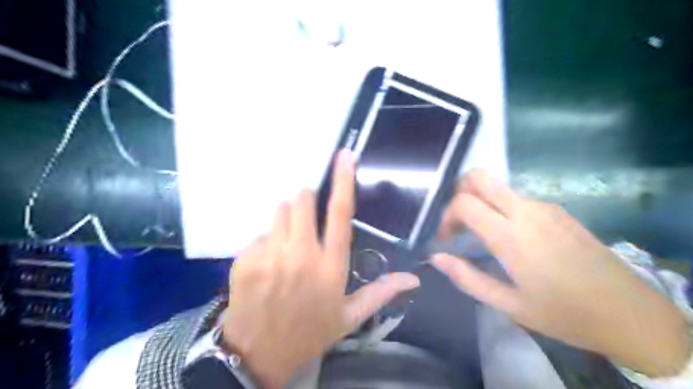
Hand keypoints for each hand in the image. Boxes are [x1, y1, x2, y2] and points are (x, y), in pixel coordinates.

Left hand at [223, 150, 422, 387]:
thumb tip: (413, 278)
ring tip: (289, 245)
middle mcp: (301, 254)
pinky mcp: (246, 259)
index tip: (343, 156)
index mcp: (330, 266)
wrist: (259, 355)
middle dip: (305, 200)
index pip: (340, 213)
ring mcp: (270, 255)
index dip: (343, 181)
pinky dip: (267, 243)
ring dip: (287, 220)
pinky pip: (259, 235)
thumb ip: (381, 292)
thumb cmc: (310, 332)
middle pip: (301, 201)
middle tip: (307, 218)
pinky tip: (269, 265)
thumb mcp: (349, 317)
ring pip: (279, 212)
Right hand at [431, 169, 686, 375]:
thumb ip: (467, 278)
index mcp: (511, 236)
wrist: (631, 314)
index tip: (445, 238)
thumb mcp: (509, 304)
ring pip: (497, 187)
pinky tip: (508, 236)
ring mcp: (544, 207)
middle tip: (457, 221)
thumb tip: (436, 257)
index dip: (446, 216)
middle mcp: (526, 211)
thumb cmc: (564, 314)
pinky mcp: (557, 210)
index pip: (464, 203)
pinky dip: (500, 208)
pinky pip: (516, 198)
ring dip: (479, 202)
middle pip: (479, 177)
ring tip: (479, 233)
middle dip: (458, 192)